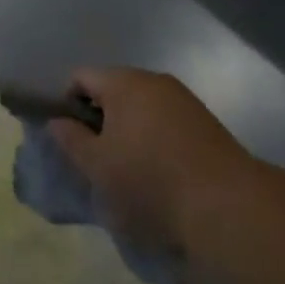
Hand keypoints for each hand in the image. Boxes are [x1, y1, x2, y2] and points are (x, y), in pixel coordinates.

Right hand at [48, 68, 245, 251]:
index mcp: (123, 81)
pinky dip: (156, 140)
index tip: (71, 139)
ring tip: (130, 171)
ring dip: (130, 131)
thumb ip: (71, 140)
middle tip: (98, 159)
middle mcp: (153, 80)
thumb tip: (57, 121)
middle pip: (113, 89)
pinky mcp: (206, 123)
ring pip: (142, 107)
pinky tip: (161, 174)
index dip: (67, 104)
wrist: (227, 206)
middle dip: (101, 119)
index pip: (81, 77)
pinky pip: (167, 122)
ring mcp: (184, 99)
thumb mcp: (97, 167)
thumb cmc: (149, 181)